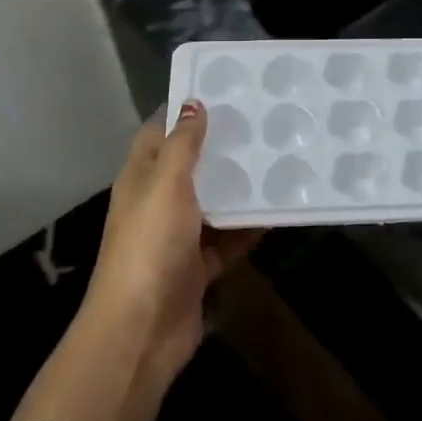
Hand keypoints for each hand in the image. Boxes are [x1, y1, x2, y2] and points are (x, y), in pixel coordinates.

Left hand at [82, 101, 264, 392]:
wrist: (142, 330)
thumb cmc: (149, 246)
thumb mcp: (166, 185)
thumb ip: (183, 145)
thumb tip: (194, 103)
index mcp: (142, 178)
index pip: (160, 132)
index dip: (185, 111)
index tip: (224, 89)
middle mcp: (158, 202)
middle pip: (192, 166)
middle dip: (222, 147)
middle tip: (264, 122)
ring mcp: (178, 236)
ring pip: (214, 202)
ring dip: (240, 187)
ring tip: (279, 159)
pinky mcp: (198, 266)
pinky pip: (229, 240)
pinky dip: (249, 228)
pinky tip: (279, 211)